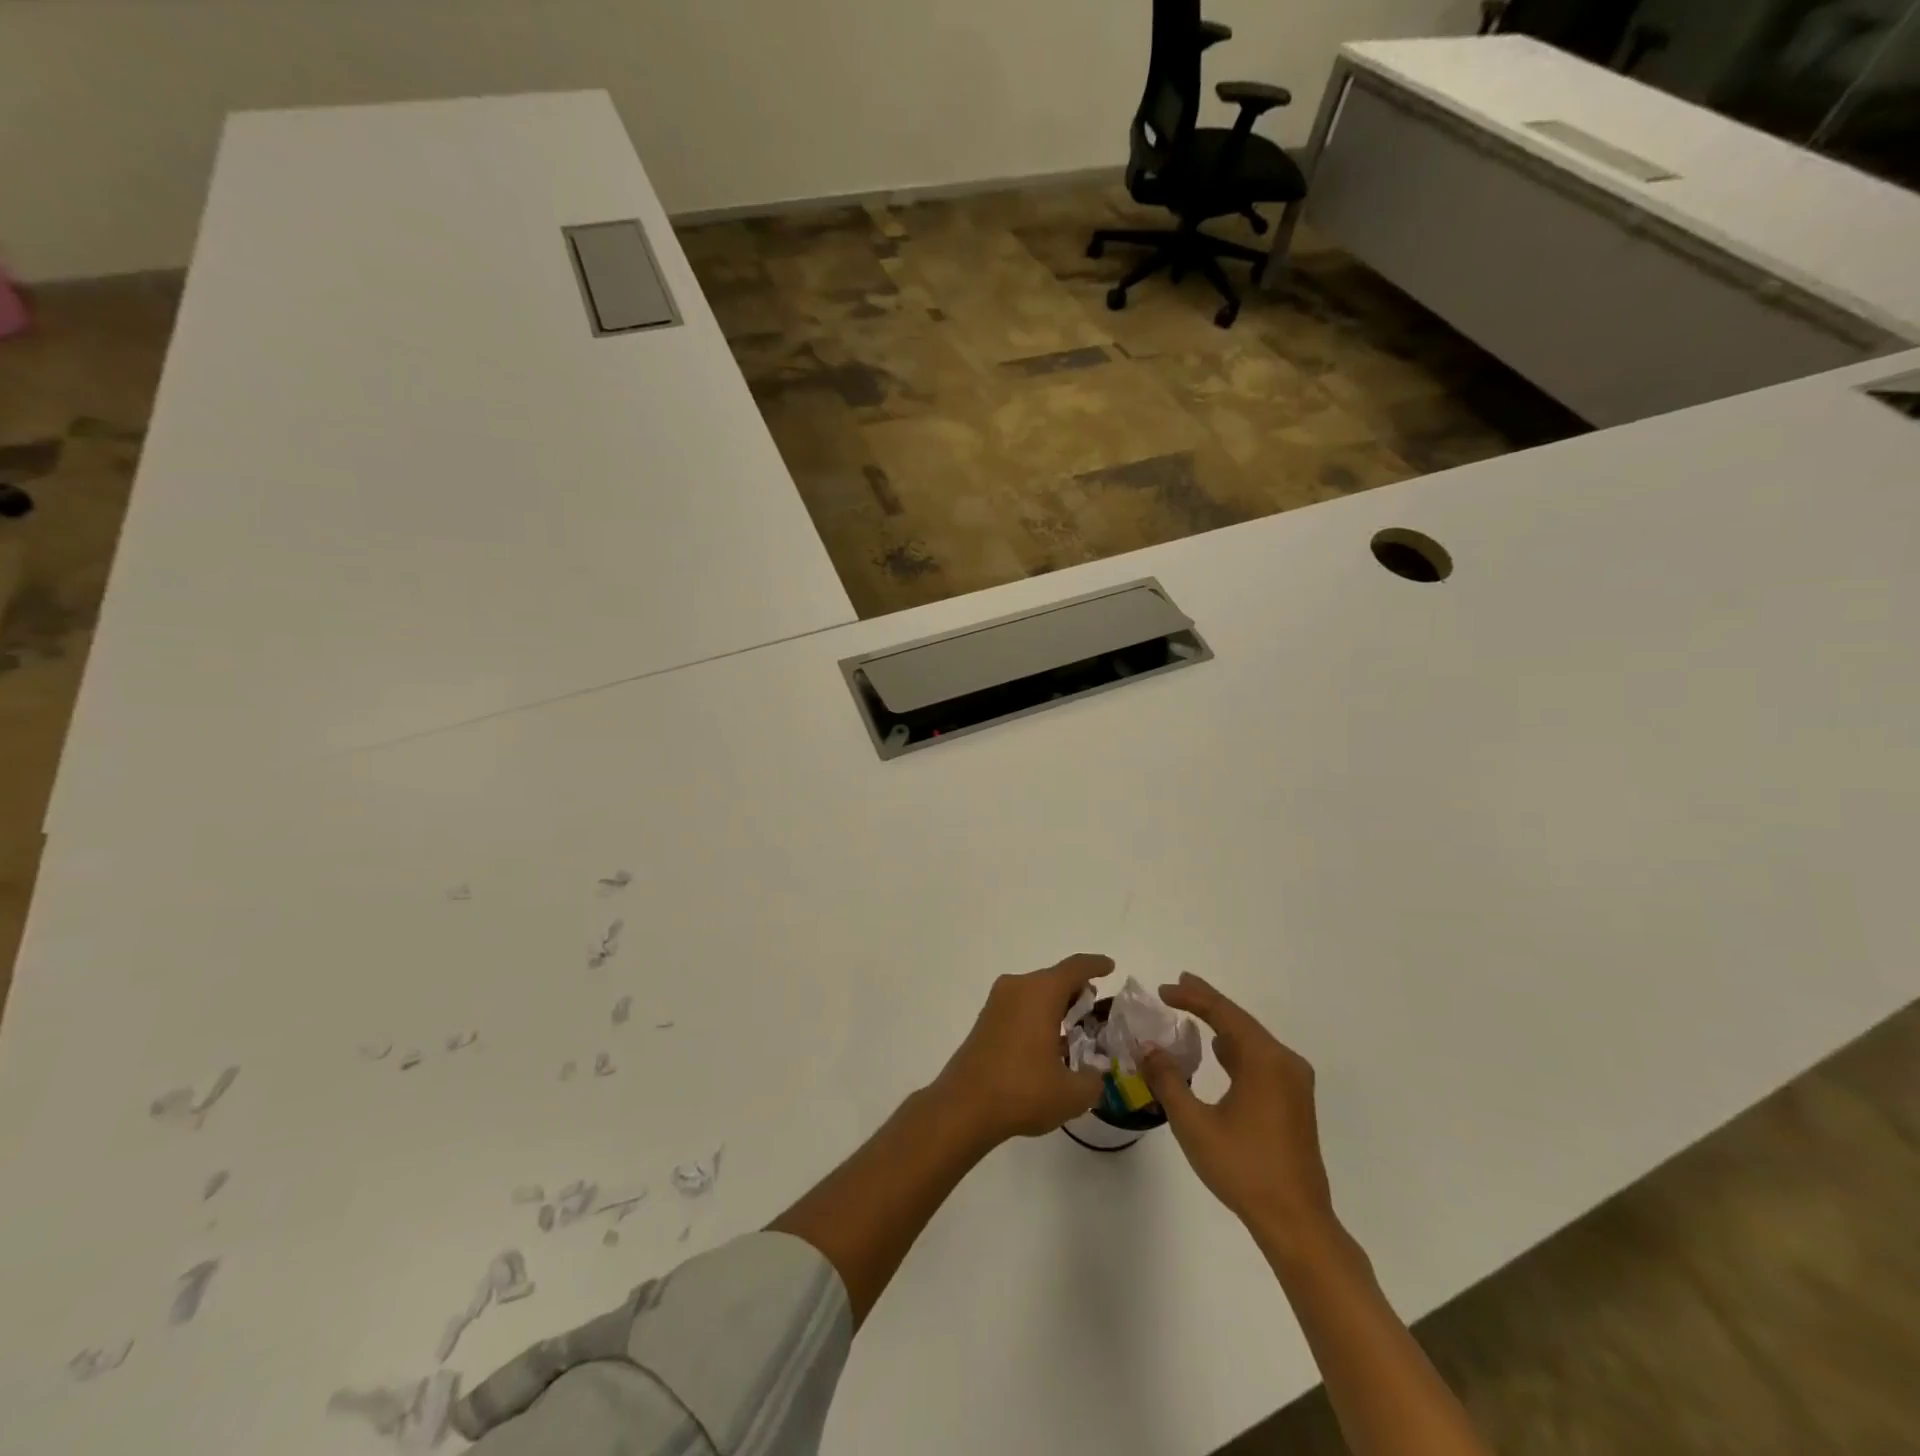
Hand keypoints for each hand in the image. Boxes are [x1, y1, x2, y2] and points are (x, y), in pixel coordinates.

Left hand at [934, 953, 1109, 1144]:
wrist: (964, 1106)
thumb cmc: (1022, 1091)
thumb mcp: (1071, 1094)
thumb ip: (1093, 1081)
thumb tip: (1096, 1076)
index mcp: (1041, 992)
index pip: (1075, 968)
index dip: (1096, 965)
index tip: (1110, 966)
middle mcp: (1017, 987)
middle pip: (1054, 978)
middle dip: (1077, 991)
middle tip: (1096, 1010)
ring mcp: (997, 1002)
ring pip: (1035, 992)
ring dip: (1056, 1005)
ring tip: (1076, 1029)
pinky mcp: (985, 1020)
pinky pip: (1020, 1006)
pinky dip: (1037, 1015)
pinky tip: (1048, 1043)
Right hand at [1141, 972, 1338, 1256]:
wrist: (1296, 1222)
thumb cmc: (1243, 1169)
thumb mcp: (1194, 1124)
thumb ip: (1168, 1080)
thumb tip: (1149, 1048)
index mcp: (1264, 1061)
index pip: (1223, 1014)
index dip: (1192, 997)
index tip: (1163, 989)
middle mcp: (1284, 1062)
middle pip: (1240, 1021)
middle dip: (1207, 1003)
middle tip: (1177, 986)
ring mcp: (1294, 1082)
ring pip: (1252, 1040)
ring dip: (1222, 1025)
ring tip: (1193, 1010)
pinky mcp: (1295, 1101)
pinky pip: (1261, 1059)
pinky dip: (1235, 1048)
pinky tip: (1219, 1051)